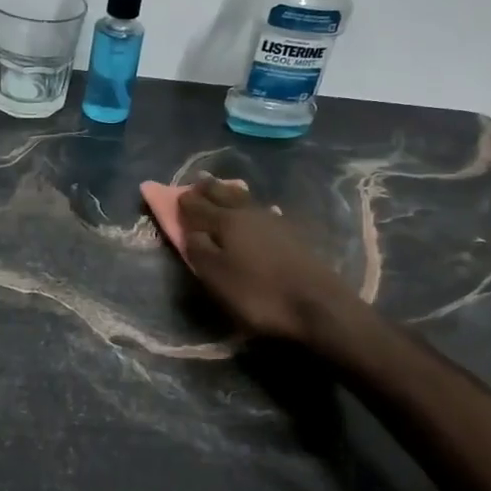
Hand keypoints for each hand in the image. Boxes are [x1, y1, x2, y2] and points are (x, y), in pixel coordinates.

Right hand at [177, 177, 364, 344]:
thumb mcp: (216, 277)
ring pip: (244, 198)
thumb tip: (190, 229)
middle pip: (223, 193)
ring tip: (220, 191)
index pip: (197, 205)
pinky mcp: (290, 233)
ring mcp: (273, 220)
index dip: (183, 202)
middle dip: (206, 189)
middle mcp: (248, 212)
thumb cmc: (258, 293)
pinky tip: (252, 211)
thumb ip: (198, 249)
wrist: (317, 304)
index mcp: (226, 220)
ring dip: (228, 193)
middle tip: (195, 187)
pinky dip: (248, 206)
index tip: (172, 198)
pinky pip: (261, 210)